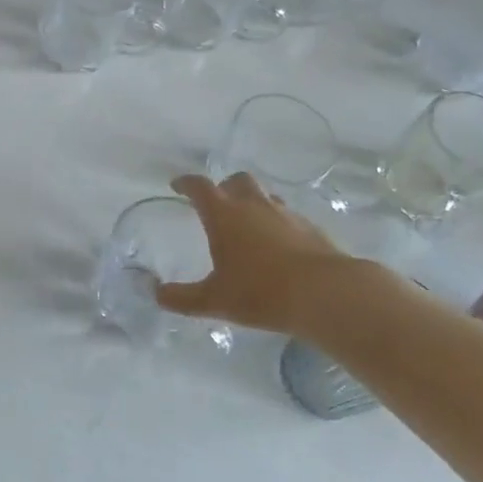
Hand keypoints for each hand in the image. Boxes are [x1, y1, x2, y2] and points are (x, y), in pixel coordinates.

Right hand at [154, 173, 367, 334]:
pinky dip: (277, 223)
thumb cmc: (261, 292)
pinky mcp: (311, 228)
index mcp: (224, 214)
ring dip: (253, 203)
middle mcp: (254, 205)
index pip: (200, 187)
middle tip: (217, 204)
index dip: (186, 184)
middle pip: (237, 181)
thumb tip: (156, 293)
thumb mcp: (214, 300)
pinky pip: (288, 216)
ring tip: (248, 224)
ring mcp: (286, 214)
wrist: (326, 294)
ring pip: (265, 196)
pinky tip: (278, 245)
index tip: (177, 186)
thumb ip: (182, 297)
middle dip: (224, 187)